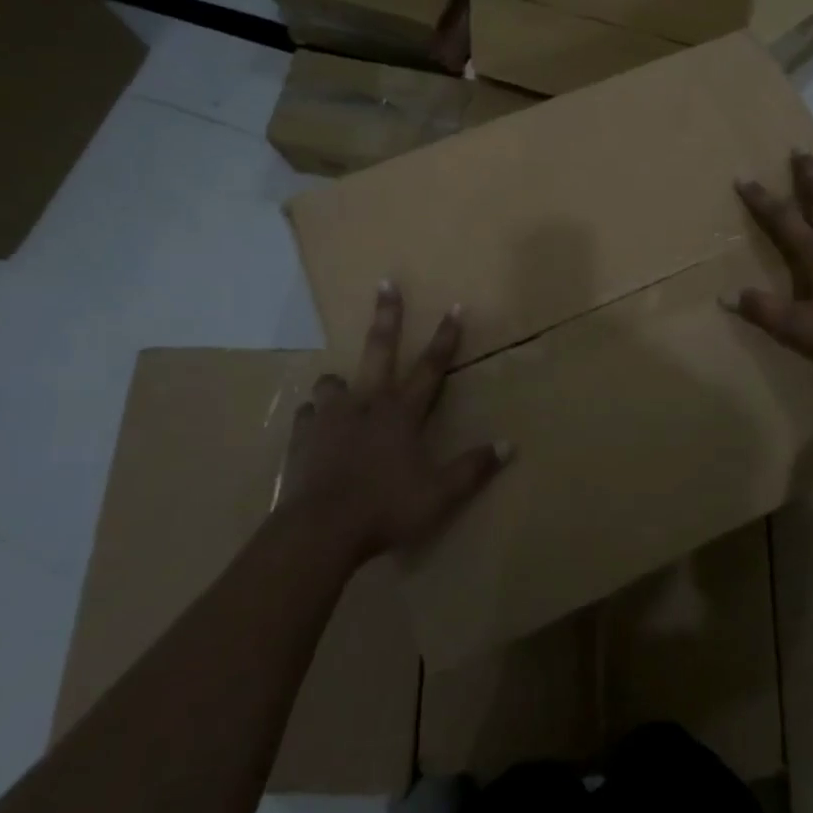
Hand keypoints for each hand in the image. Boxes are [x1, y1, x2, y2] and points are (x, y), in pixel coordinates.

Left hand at [282, 282, 509, 563]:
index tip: (454, 307)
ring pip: (334, 381)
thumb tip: (510, 445)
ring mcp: (330, 417)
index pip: (430, 367)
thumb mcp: (439, 494)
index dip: (445, 337)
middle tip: (386, 283)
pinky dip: (315, 417)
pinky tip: (316, 427)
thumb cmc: (386, 508)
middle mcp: (366, 403)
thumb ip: (474, 468)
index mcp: (401, 412)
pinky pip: (308, 415)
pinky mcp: (302, 436)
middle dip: (387, 315)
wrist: (320, 529)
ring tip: (342, 386)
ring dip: (341, 381)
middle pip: (379, 349)